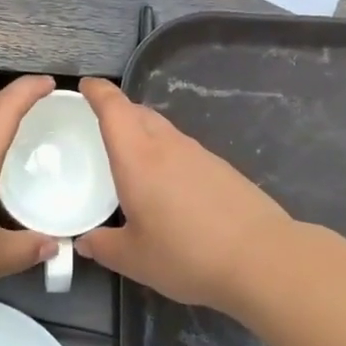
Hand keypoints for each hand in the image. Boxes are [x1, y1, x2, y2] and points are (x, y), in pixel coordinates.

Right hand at [74, 76, 297, 313]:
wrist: (261, 258)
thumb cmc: (186, 254)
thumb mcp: (134, 259)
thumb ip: (103, 247)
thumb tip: (84, 242)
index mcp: (138, 158)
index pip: (114, 109)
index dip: (98, 92)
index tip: (85, 85)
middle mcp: (167, 146)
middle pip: (139, 113)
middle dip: (118, 111)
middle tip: (102, 125)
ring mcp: (199, 154)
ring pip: (163, 130)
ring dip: (144, 132)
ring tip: (133, 157)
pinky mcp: (222, 169)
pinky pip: (184, 149)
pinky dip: (167, 154)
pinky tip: (170, 185)